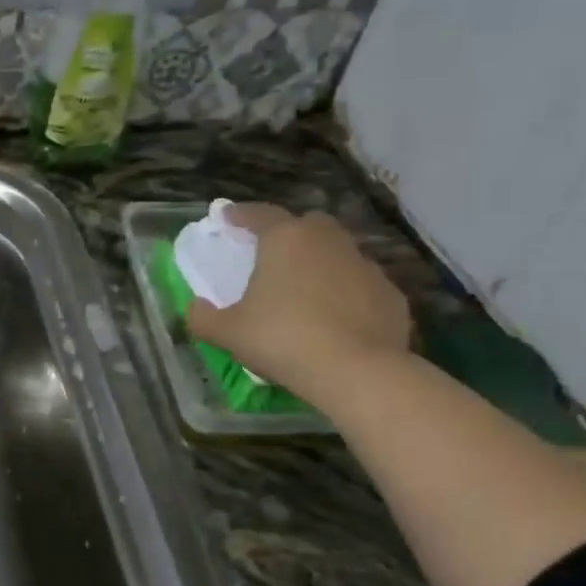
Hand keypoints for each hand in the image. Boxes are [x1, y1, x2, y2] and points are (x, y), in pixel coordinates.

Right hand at [187, 204, 411, 402]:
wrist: (356, 371)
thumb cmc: (282, 339)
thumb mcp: (228, 332)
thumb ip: (204, 317)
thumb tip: (195, 308)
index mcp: (286, 240)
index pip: (259, 214)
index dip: (239, 215)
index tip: (226, 217)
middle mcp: (328, 242)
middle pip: (307, 225)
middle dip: (289, 234)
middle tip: (272, 255)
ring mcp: (365, 266)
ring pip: (338, 253)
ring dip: (320, 264)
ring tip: (304, 292)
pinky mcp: (390, 294)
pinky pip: (360, 286)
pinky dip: (346, 294)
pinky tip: (336, 320)